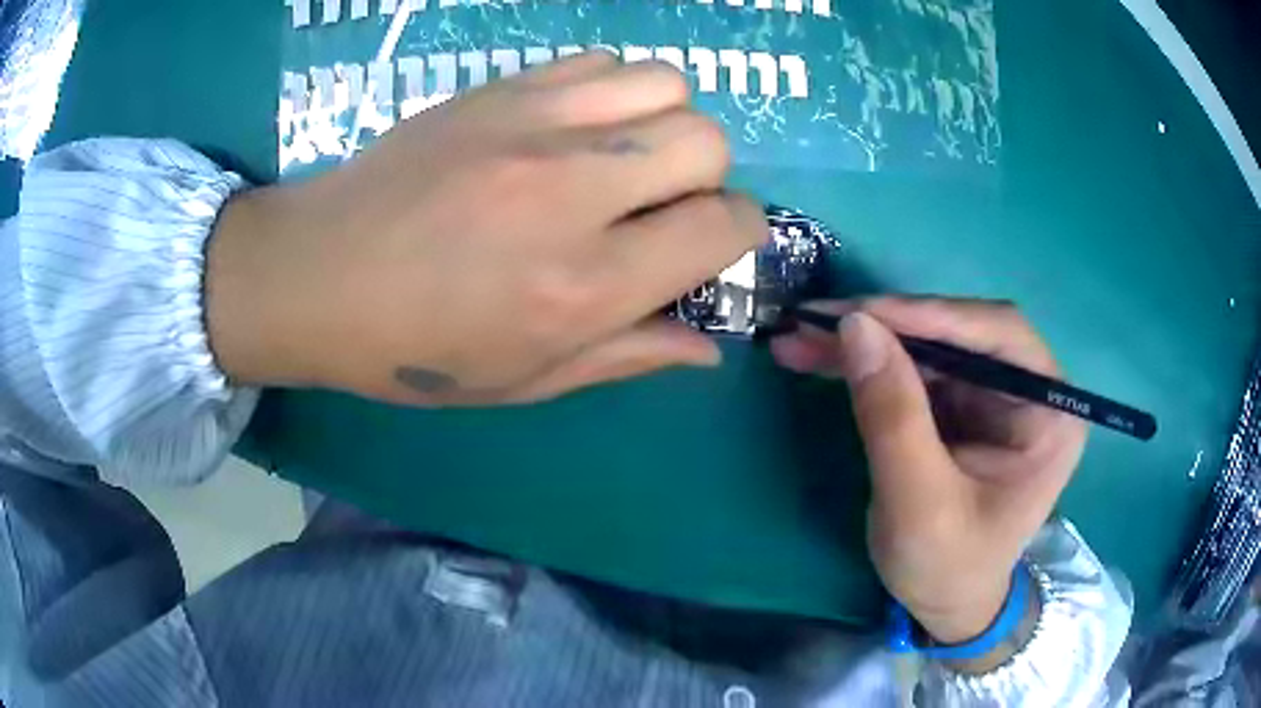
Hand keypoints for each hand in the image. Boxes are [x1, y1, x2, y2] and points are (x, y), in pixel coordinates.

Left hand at [205, 53, 766, 405]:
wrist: (317, 276)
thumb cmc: (416, 349)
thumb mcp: (525, 380)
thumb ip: (629, 355)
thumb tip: (709, 346)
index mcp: (584, 285)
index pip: (725, 226)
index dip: (739, 234)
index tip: (710, 244)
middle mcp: (573, 191)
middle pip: (707, 141)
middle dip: (705, 175)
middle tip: (657, 202)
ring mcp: (533, 125)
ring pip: (667, 84)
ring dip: (664, 121)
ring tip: (620, 154)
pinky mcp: (500, 89)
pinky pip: (602, 61)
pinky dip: (612, 90)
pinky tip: (575, 125)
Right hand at [772, 298, 1085, 643]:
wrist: (944, 605)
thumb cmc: (948, 567)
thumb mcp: (919, 504)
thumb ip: (893, 417)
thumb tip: (855, 326)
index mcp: (1049, 412)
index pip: (999, 335)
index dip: (931, 315)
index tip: (859, 314)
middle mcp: (1027, 390)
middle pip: (958, 333)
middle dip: (886, 328)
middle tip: (814, 323)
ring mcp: (992, 395)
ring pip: (927, 345)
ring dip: (865, 342)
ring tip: (801, 340)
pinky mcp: (960, 405)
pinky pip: (912, 368)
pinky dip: (866, 364)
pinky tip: (820, 360)